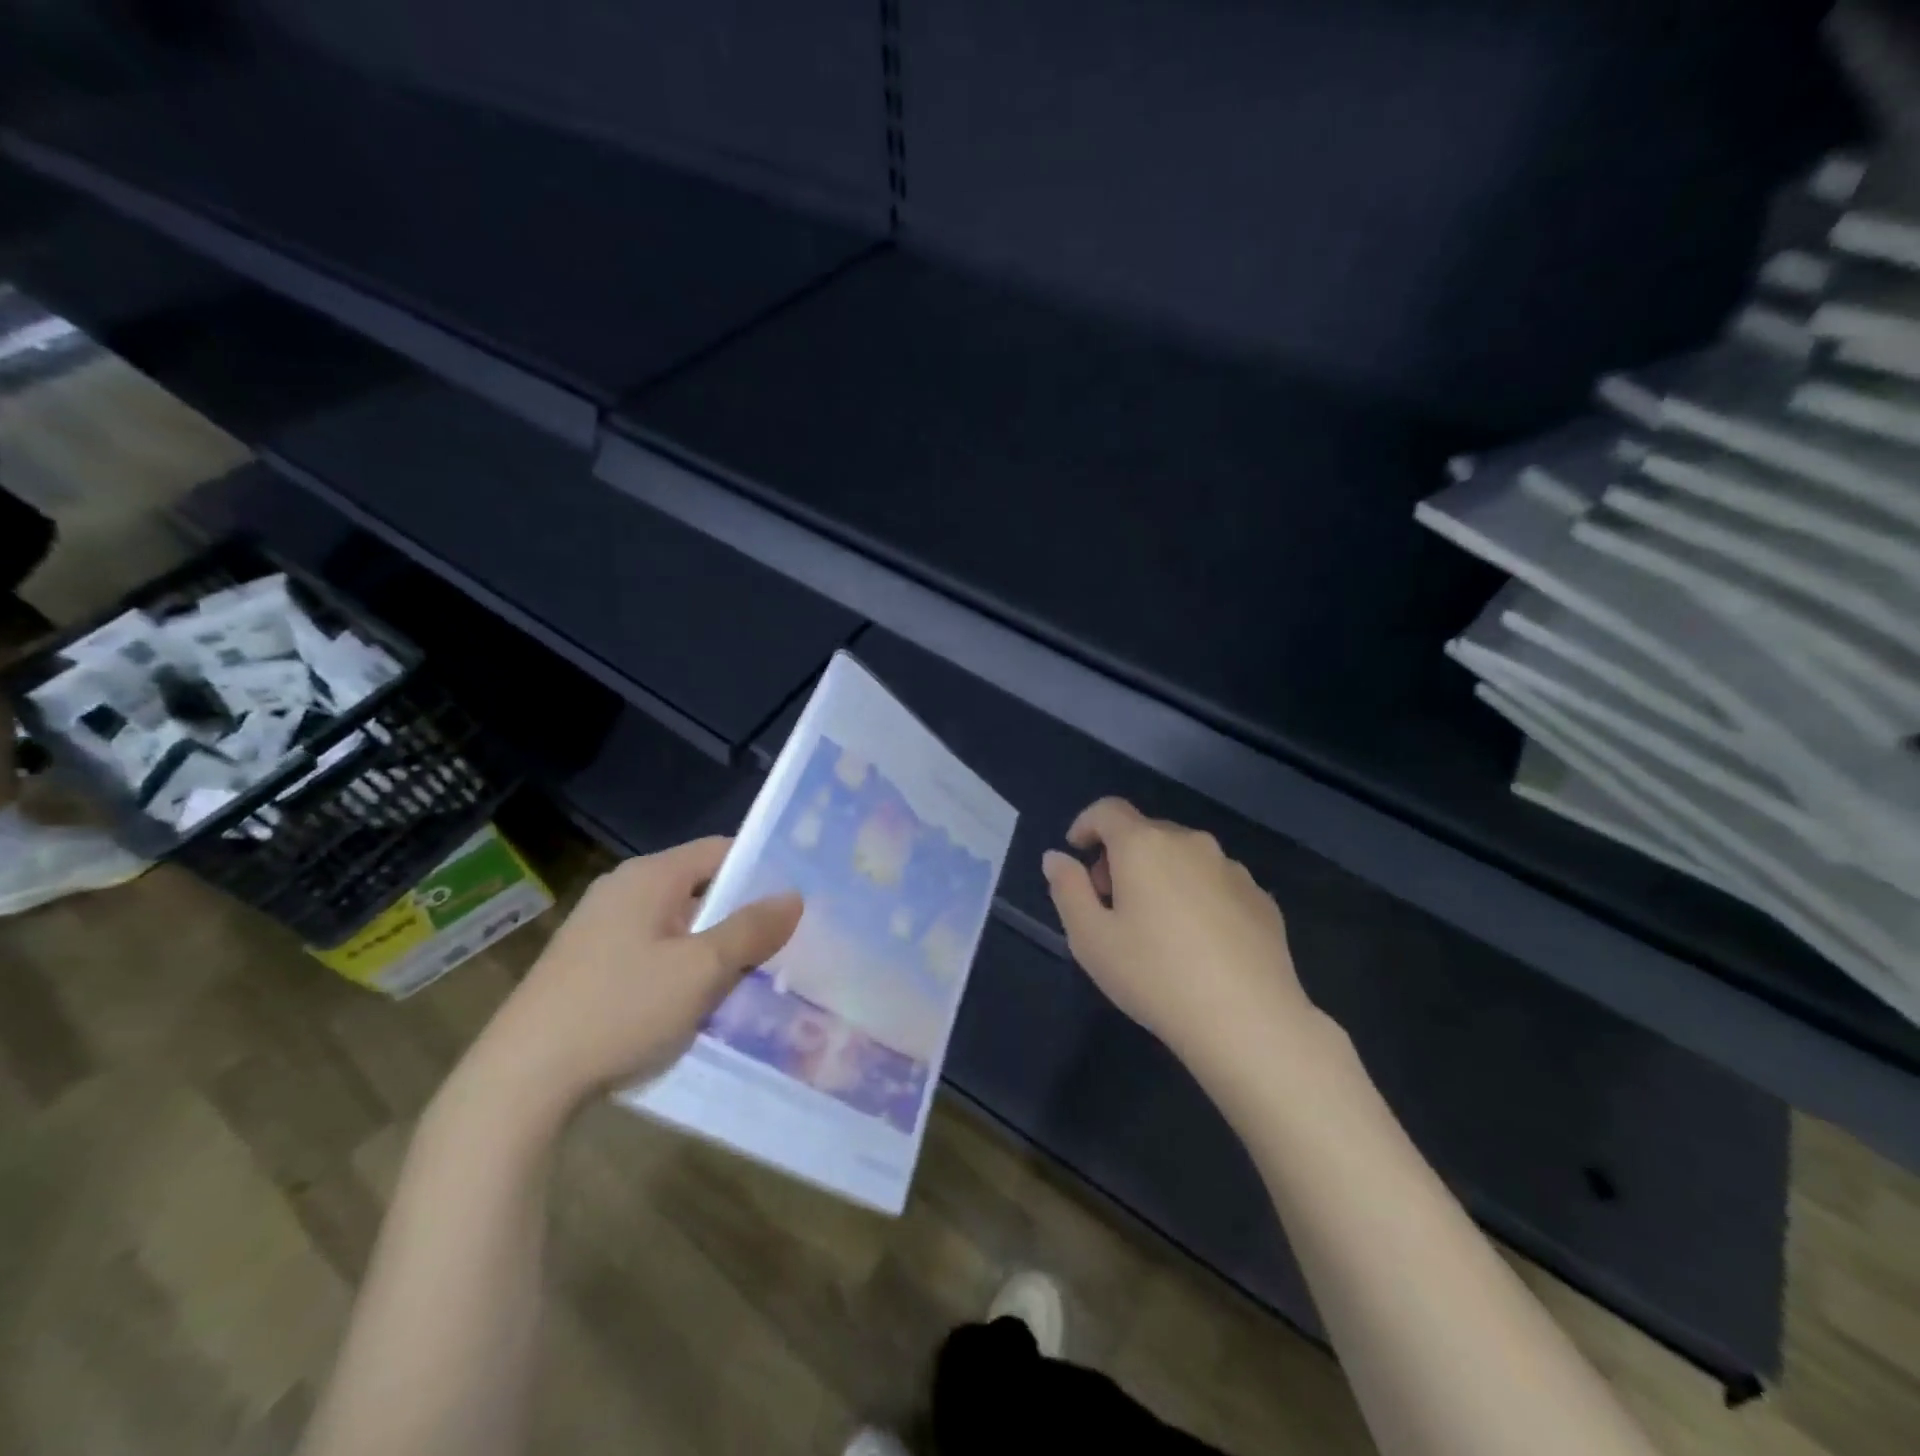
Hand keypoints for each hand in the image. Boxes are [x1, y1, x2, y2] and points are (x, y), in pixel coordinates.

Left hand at [463, 837, 802, 1120]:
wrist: (520, 1083)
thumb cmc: (620, 1009)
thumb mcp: (701, 969)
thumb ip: (751, 929)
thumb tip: (794, 896)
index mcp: (648, 877)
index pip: (720, 851)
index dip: (761, 870)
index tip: (797, 901)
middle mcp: (622, 891)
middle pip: (700, 889)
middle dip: (741, 917)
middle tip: (785, 945)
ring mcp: (600, 930)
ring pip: (678, 927)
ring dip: (713, 949)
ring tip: (752, 979)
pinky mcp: (588, 966)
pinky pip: (653, 954)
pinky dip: (682, 970)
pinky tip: (699, 1004)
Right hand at [1042, 798, 1323, 1079]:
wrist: (1248, 1021)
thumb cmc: (1155, 975)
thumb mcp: (1090, 938)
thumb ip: (1067, 889)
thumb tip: (1056, 858)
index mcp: (1143, 845)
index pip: (1108, 810)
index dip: (1086, 824)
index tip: (1077, 853)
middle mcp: (1190, 843)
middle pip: (1146, 832)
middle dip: (1121, 856)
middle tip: (1110, 902)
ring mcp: (1231, 869)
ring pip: (1183, 857)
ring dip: (1160, 874)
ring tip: (1156, 926)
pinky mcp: (1261, 898)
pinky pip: (1215, 882)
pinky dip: (1196, 895)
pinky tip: (1197, 942)